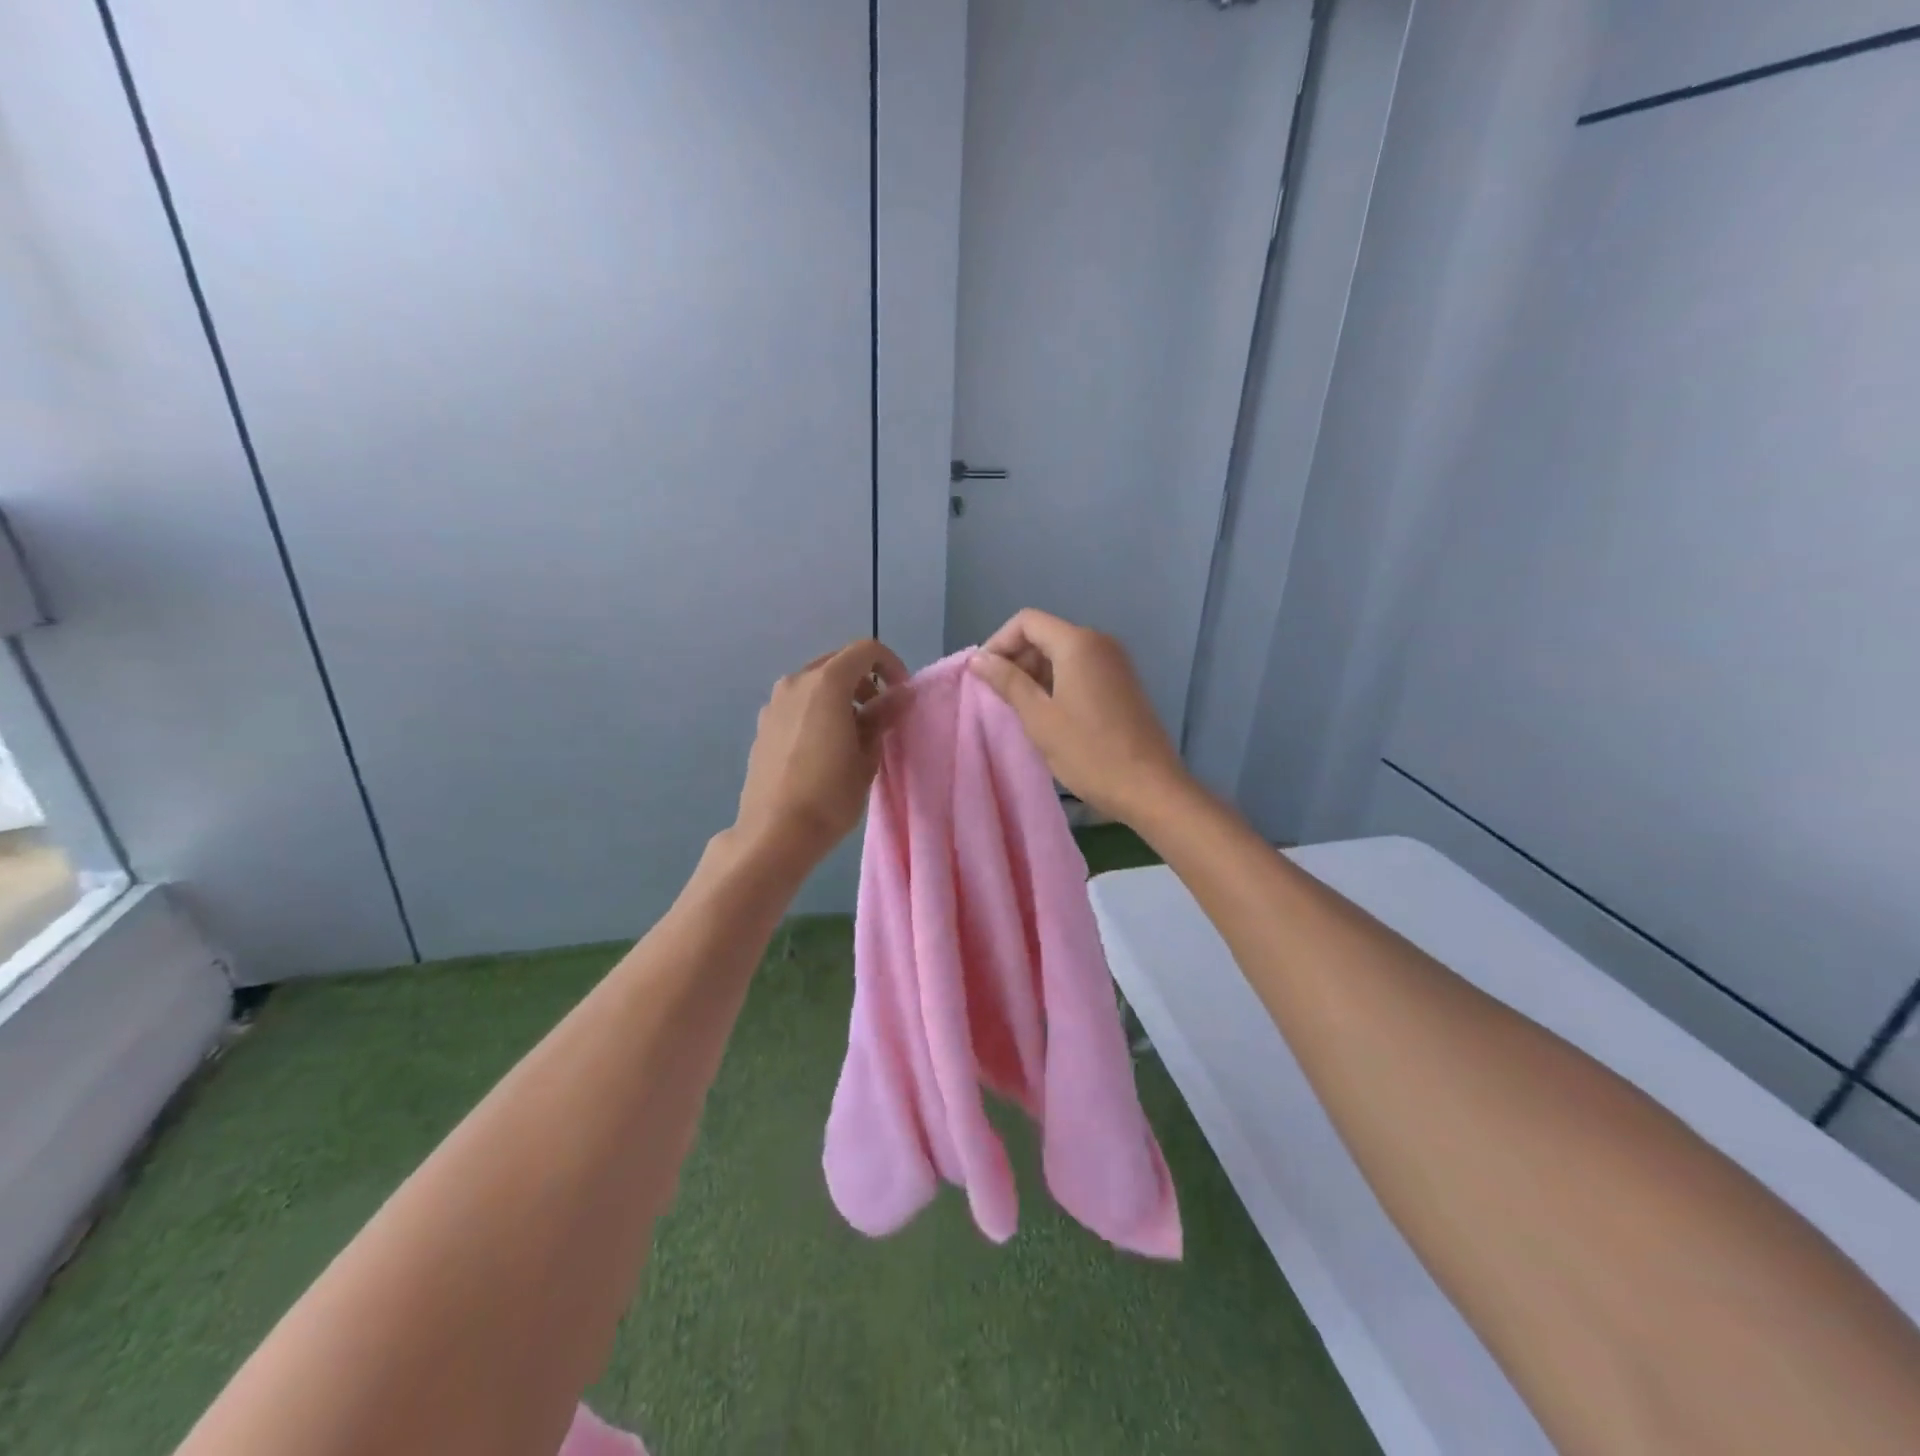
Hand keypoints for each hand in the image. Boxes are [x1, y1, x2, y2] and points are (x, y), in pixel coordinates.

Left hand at [733, 637, 909, 868]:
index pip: (865, 650)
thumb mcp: (867, 756)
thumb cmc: (830, 794)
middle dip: (864, 681)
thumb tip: (901, 695)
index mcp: (826, 683)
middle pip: (837, 663)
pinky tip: (823, 749)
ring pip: (815, 684)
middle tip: (879, 716)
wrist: (774, 833)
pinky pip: (797, 704)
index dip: (890, 665)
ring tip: (852, 735)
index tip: (900, 695)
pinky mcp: (762, 725)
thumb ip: (883, 716)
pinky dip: (816, 711)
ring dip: (839, 697)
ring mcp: (774, 703)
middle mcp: (795, 682)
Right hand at [968, 609, 1190, 824]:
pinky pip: (1080, 669)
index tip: (983, 676)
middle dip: (1016, 659)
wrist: (1149, 787)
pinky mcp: (1121, 683)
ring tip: (1018, 709)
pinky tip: (1047, 715)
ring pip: (1062, 653)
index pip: (1026, 621)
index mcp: (1078, 643)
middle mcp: (1099, 642)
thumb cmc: (1089, 752)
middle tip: (997, 696)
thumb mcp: (1039, 718)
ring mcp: (1114, 663)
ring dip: (1035, 674)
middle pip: (1045, 634)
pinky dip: (1056, 682)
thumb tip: (978, 659)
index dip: (998, 642)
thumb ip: (1008, 682)